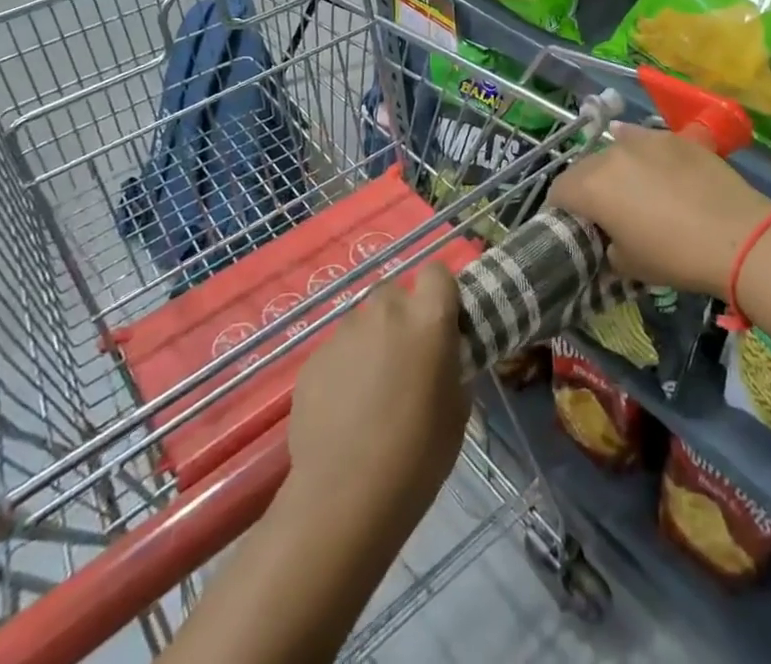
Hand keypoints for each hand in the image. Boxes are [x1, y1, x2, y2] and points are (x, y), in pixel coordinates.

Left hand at [285, 266, 467, 530]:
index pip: (437, 272)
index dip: (440, 293)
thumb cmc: (418, 454)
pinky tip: (344, 410)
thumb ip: (450, 364)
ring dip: (372, 342)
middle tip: (406, 360)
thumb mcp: (457, 407)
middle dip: (402, 317)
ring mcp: (344, 332)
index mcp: (428, 316)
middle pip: (396, 293)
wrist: (345, 497)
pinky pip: (337, 351)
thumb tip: (441, 357)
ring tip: (371, 390)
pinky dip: (344, 368)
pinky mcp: (313, 358)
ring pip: (364, 322)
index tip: (442, 323)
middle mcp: (385, 311)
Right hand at [549, 123, 770, 297]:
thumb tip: (610, 237)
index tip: (576, 226)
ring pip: (615, 150)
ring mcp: (644, 139)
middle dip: (588, 188)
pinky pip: (646, 141)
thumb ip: (607, 245)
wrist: (738, 236)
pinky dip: (643, 155)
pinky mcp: (674, 135)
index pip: (558, 191)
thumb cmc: (675, 257)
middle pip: (585, 167)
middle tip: (606, 212)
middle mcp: (611, 154)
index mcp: (591, 187)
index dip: (562, 210)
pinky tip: (657, 170)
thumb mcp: (628, 265)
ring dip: (616, 169)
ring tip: (636, 191)